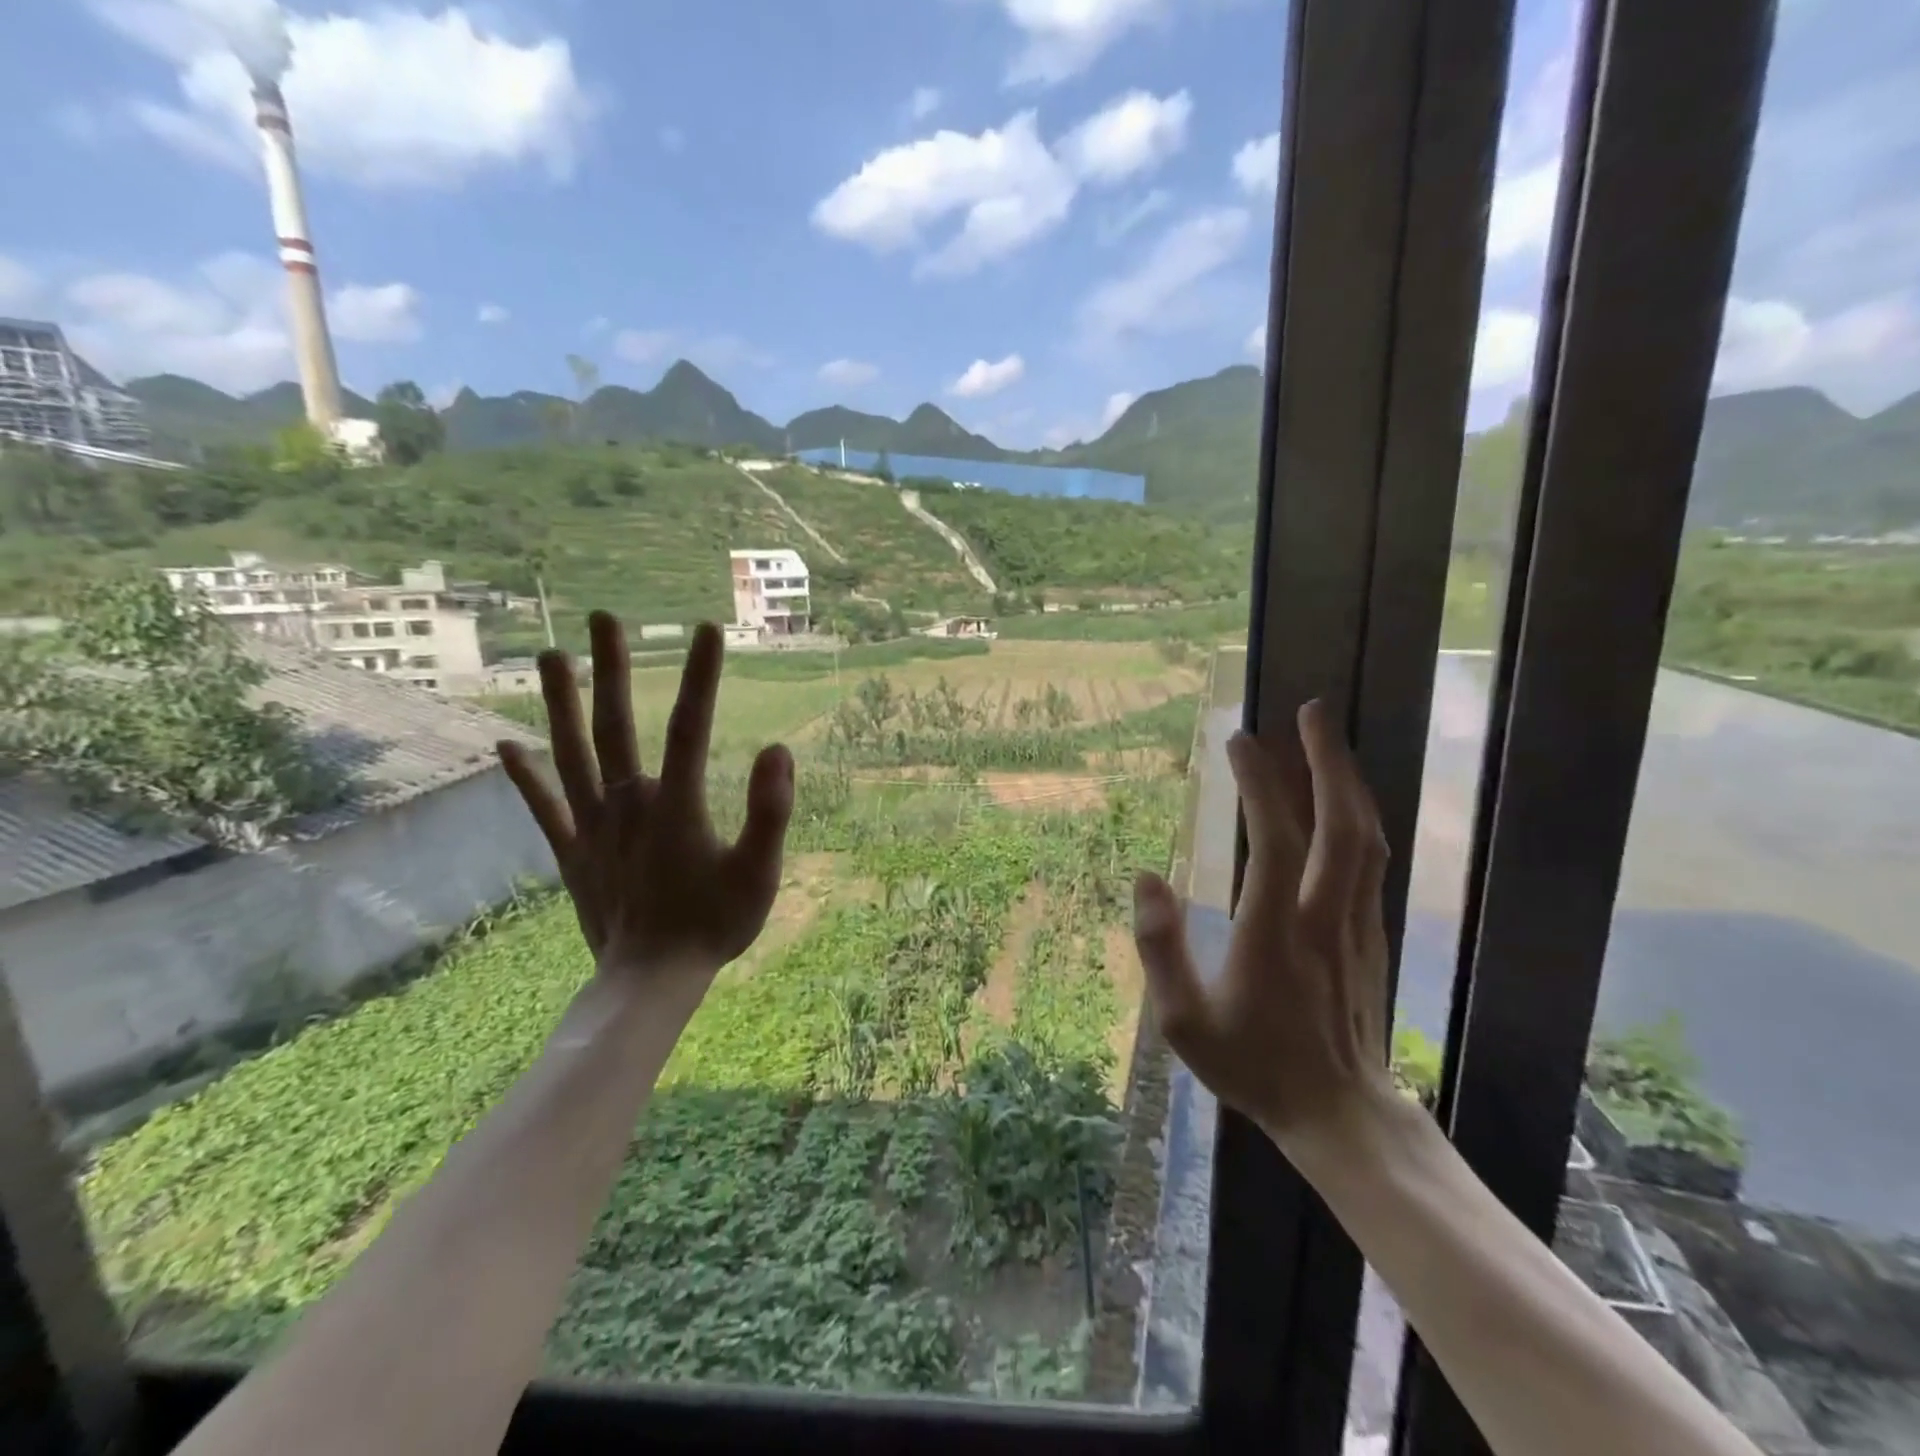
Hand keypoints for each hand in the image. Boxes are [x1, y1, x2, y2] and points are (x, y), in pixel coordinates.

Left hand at [496, 614, 793, 989]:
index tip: (706, 630)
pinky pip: (544, 807)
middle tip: (603, 619)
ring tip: (552, 656)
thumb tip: (779, 749)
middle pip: (617, 725)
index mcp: (677, 804)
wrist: (651, 981)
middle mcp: (629, 804)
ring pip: (572, 754)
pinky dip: (524, 776)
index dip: (701, 676)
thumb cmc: (714, 925)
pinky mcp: (573, 852)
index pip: (690, 726)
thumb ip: (770, 810)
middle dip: (613, 669)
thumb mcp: (759, 872)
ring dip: (562, 704)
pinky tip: (505, 744)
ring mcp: (593, 827)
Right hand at [1131, 699, 1394, 1151]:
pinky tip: (1343, 805)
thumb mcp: (1184, 1020)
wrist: (1341, 1114)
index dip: (1259, 783)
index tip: (1240, 740)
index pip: (1274, 837)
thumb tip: (1146, 876)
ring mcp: (1357, 923)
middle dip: (1326, 760)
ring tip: (1327, 741)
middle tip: (1310, 711)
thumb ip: (1161, 947)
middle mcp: (1325, 914)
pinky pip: (1371, 861)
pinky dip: (1357, 818)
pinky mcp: (1372, 935)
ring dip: (1347, 782)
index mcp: (1276, 929)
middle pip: (1340, 823)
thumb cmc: (1254, 1065)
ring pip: (1366, 838)